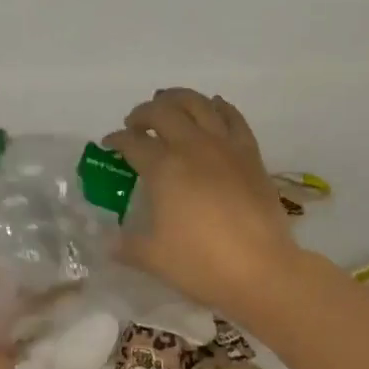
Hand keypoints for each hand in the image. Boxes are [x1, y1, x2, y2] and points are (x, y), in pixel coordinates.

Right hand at [103, 89, 300, 317]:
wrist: (260, 269)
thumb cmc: (200, 264)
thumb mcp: (153, 258)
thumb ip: (127, 246)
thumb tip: (108, 244)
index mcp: (164, 168)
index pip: (132, 143)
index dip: (116, 140)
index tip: (109, 144)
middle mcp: (193, 147)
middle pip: (163, 112)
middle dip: (143, 113)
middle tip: (135, 125)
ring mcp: (226, 147)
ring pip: (199, 104)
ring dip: (177, 99)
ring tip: (168, 106)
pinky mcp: (251, 154)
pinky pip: (233, 118)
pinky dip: (218, 107)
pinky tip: (212, 108)